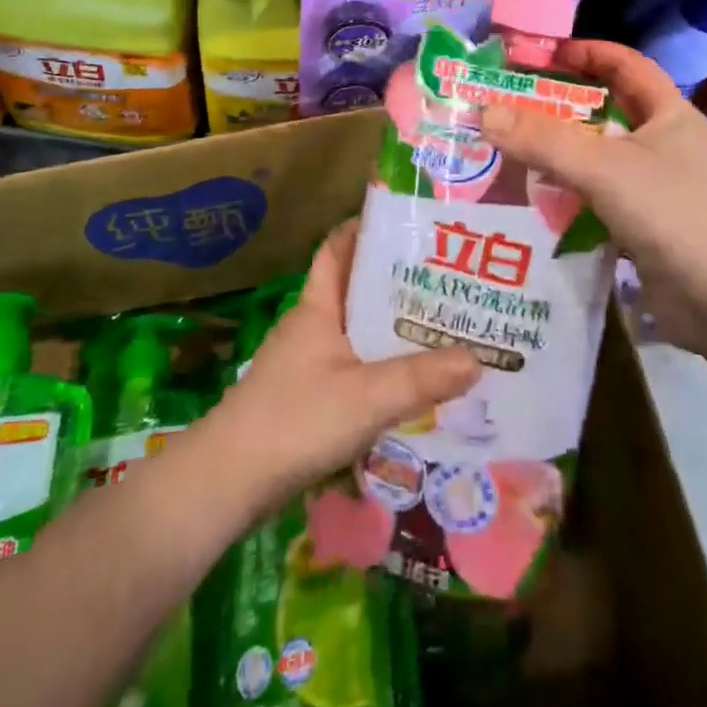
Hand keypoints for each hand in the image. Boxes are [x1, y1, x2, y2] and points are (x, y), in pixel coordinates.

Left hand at [213, 219, 480, 507]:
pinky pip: (352, 368)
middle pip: (356, 291)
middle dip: (396, 284)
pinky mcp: (306, 397)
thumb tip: (478, 358)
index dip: (366, 228)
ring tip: (440, 330)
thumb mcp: (366, 396)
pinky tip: (410, 385)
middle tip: (446, 281)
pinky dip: (380, 368)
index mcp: (318, 306)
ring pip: (356, 332)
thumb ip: (421, 378)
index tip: (407, 223)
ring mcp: (306, 362)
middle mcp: (311, 325)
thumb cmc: (295, 420)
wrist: (227, 483)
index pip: (338, 248)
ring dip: (391, 330)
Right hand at [479, 40, 706, 348]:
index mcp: (668, 114)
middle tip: (512, 103)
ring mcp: (655, 185)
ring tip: (511, 146)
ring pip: (598, 154)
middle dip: (561, 104)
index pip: (625, 64)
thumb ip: (544, 140)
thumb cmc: (670, 214)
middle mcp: (663, 143)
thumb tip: (485, 112)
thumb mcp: (603, 168)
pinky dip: (568, 191)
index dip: (586, 52)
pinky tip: (534, 196)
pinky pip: (597, 194)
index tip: (541, 55)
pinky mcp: (643, 222)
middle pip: (607, 109)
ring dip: (560, 150)